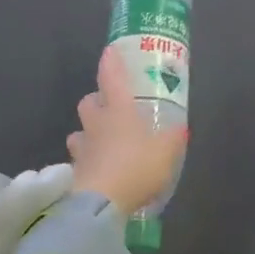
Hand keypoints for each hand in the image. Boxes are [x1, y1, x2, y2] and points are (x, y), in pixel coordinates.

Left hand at [67, 46, 186, 212]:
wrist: (100, 203)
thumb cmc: (136, 166)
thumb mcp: (166, 152)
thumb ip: (173, 138)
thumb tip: (179, 128)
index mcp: (118, 110)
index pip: (111, 78)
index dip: (111, 62)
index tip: (110, 50)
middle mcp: (96, 124)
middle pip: (88, 102)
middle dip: (96, 101)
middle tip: (110, 107)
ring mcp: (82, 149)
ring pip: (79, 132)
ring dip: (88, 133)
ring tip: (103, 143)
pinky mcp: (74, 173)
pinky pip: (79, 161)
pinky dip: (87, 163)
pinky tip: (99, 172)